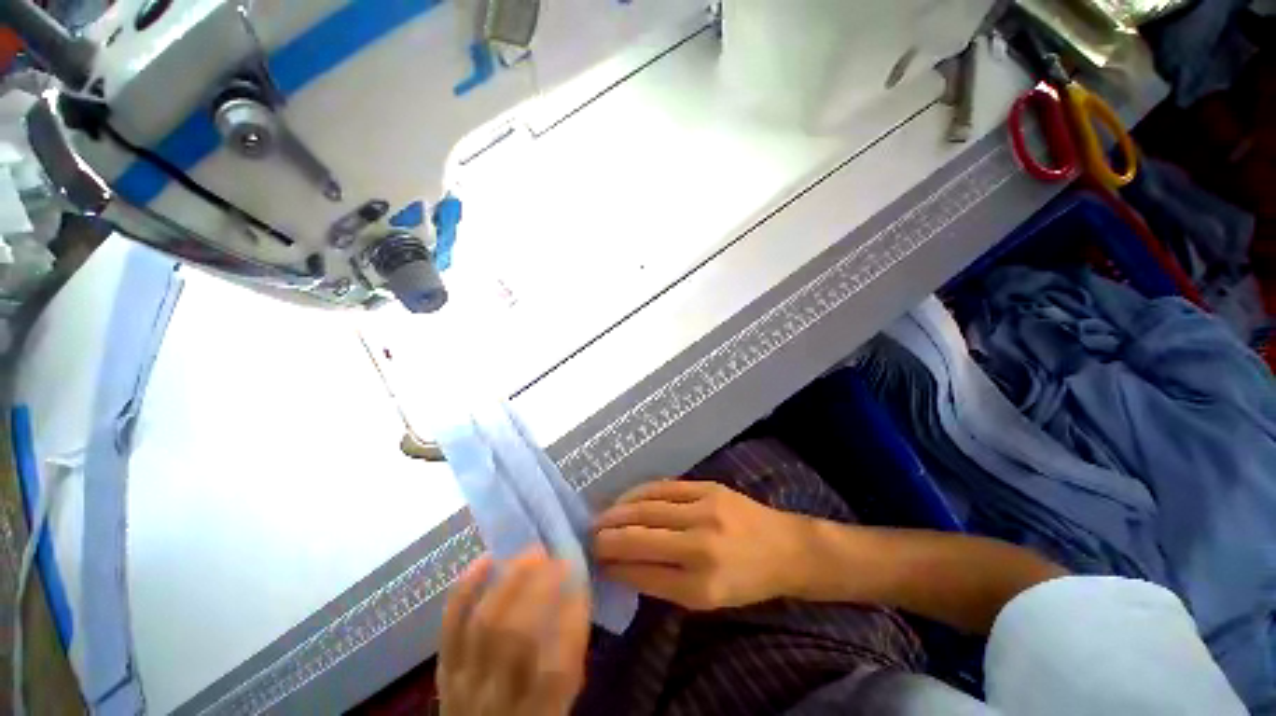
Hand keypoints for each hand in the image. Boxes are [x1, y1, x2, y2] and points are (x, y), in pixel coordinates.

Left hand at [438, 550, 590, 715]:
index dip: (571, 616)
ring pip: (484, 623)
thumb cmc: (531, 714)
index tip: (580, 579)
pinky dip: (466, 588)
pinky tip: (487, 560)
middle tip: (555, 557)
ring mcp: (465, 680)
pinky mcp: (444, 667)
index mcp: (537, 712)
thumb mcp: (561, 702)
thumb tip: (577, 596)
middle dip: (539, 587)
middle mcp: (498, 697)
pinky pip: (449, 624)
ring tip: (531, 552)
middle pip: (515, 636)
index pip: (556, 666)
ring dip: (510, 579)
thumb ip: (570, 656)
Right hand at [594, 480, 808, 610]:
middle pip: (640, 537)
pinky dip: (639, 492)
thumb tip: (621, 567)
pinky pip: (663, 487)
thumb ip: (662, 584)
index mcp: (700, 586)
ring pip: (647, 508)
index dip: (614, 566)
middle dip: (607, 537)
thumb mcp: (706, 599)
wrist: (784, 547)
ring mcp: (704, 511)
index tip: (594, 561)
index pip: (642, 573)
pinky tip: (625, 498)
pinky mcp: (707, 487)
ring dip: (618, 512)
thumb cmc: (745, 581)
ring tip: (599, 517)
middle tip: (588, 536)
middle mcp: (699, 546)